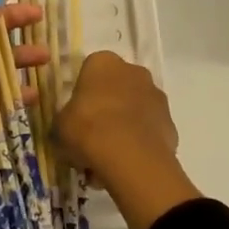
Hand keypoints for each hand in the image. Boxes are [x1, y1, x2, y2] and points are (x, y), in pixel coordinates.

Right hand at [54, 51, 199, 228]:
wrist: (130, 158)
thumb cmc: (87, 129)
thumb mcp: (59, 127)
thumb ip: (63, 121)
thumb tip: (67, 127)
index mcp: (103, 62)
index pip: (89, 72)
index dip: (81, 96)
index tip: (76, 118)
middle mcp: (133, 71)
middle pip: (114, 89)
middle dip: (105, 111)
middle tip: (91, 140)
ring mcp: (155, 95)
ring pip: (133, 110)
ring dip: (123, 128)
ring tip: (108, 160)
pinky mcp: (170, 122)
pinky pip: (149, 131)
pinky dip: (139, 144)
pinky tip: (127, 165)